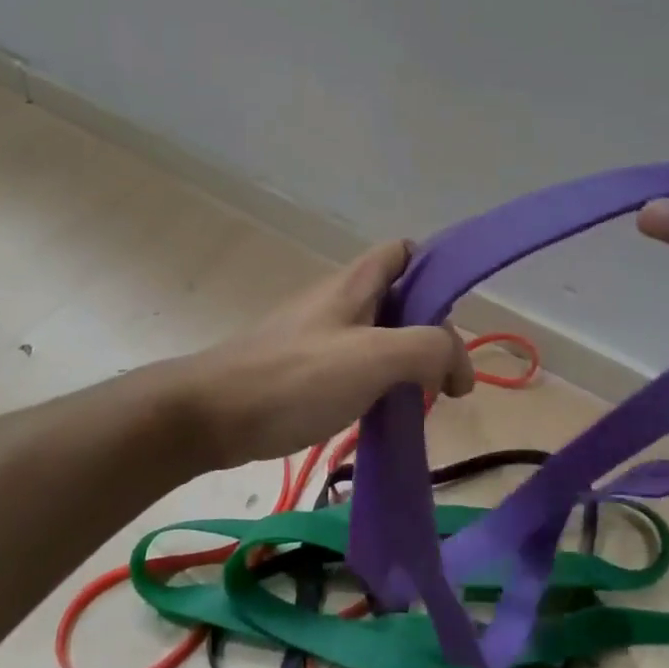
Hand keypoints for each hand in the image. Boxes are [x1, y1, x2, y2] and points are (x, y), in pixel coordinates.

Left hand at [179, 241, 473, 469]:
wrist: (212, 415)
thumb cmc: (296, 378)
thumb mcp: (375, 357)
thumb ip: (428, 348)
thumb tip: (457, 365)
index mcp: (355, 284)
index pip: (404, 252)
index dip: (435, 273)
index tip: (453, 318)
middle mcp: (338, 301)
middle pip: (399, 299)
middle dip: (429, 332)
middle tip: (443, 378)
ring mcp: (318, 335)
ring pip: (379, 336)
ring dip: (406, 363)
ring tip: (420, 400)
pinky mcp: (304, 369)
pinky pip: (355, 365)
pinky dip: (379, 383)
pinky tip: (382, 412)